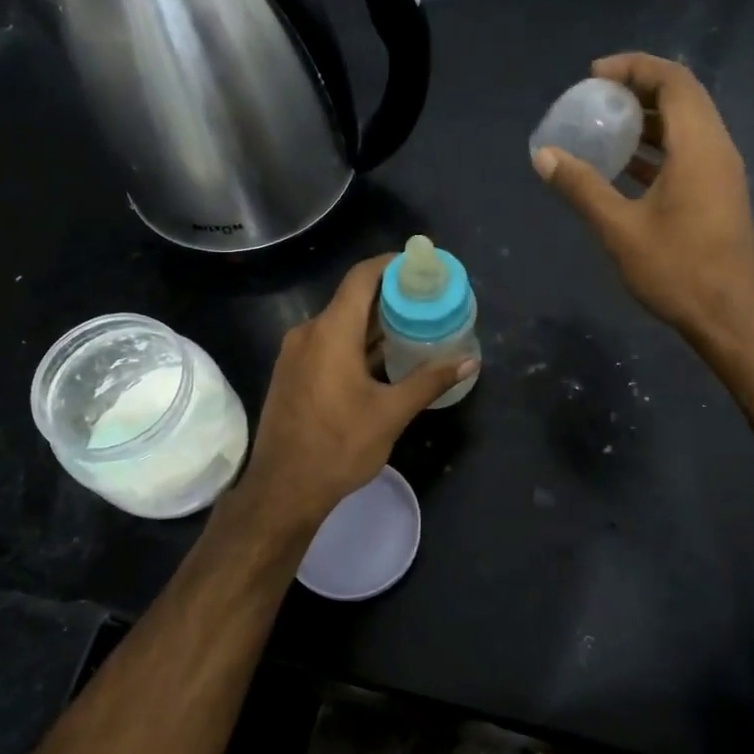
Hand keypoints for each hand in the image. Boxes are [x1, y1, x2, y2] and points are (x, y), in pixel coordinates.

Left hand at [235, 254, 476, 530]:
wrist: (283, 489)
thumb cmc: (339, 446)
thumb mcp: (392, 413)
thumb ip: (430, 380)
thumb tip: (470, 362)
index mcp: (331, 332)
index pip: (362, 278)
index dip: (391, 264)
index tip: (421, 266)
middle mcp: (308, 333)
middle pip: (352, 299)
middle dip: (390, 296)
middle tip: (427, 300)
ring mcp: (295, 353)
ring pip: (340, 323)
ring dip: (374, 323)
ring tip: (412, 327)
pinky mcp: (292, 373)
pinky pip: (327, 343)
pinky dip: (356, 342)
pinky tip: (383, 358)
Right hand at [533, 52, 753, 344]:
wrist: (727, 317)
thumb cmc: (675, 270)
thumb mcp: (619, 229)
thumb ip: (581, 187)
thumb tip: (543, 155)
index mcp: (699, 147)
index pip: (673, 81)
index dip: (633, 67)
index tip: (594, 76)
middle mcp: (718, 149)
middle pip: (683, 96)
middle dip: (639, 88)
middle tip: (597, 97)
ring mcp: (723, 173)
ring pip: (688, 125)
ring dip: (649, 119)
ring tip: (606, 126)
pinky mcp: (720, 194)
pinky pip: (690, 151)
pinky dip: (658, 147)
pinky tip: (626, 167)